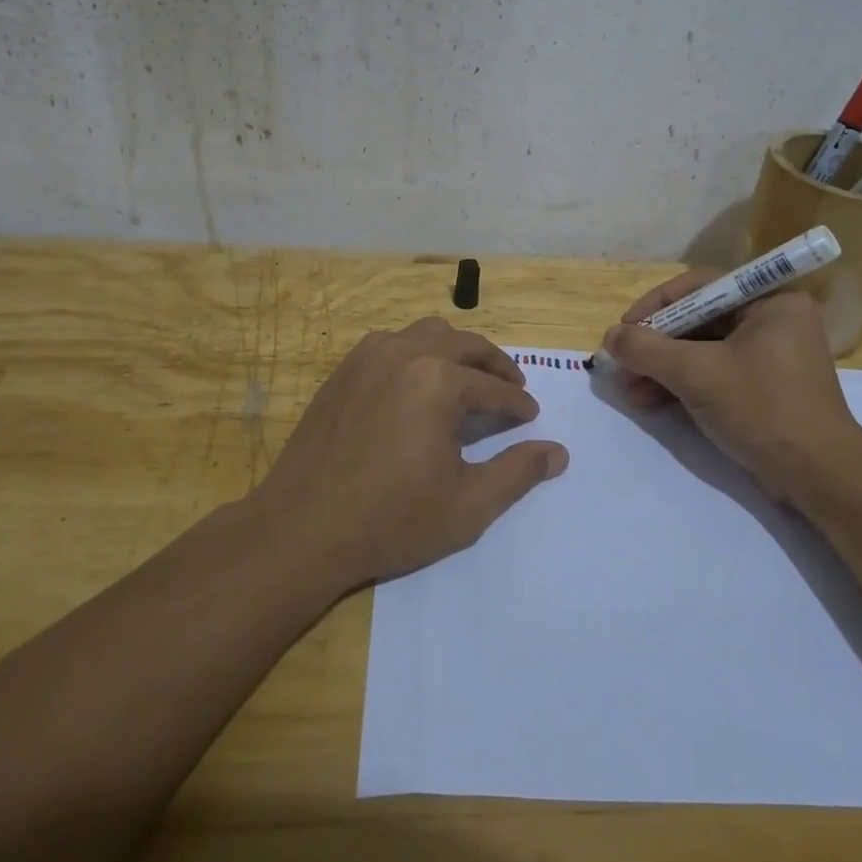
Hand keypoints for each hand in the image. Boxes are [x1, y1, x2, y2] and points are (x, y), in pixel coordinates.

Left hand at [253, 318, 568, 590]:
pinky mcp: (344, 369)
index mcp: (438, 380)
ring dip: (456, 351)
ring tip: (467, 380)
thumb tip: (558, 452)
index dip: (517, 404)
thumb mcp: (468, 505)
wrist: (302, 528)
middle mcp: (405, 352)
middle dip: (495, 366)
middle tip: (512, 389)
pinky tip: (418, 384)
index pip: (493, 386)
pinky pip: (392, 342)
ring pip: (427, 333)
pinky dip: (417, 353)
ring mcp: (369, 356)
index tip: (530, 417)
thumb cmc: (392, 520)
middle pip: (465, 344)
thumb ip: (518, 473)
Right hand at [601, 274, 861, 511]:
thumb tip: (609, 336)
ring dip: (662, 368)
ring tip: (629, 389)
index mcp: (771, 301)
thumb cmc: (762, 409)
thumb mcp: (696, 374)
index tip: (623, 329)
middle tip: (621, 364)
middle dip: (655, 345)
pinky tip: (650, 400)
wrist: (819, 478)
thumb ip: (647, 349)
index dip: (655, 306)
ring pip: (702, 349)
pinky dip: (682, 384)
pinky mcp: (764, 387)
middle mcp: (773, 320)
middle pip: (698, 320)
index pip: (699, 287)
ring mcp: (770, 355)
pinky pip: (714, 372)